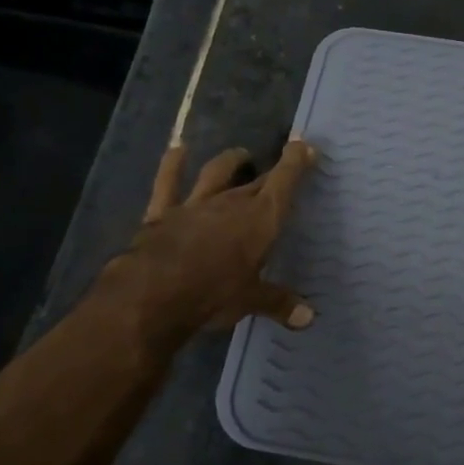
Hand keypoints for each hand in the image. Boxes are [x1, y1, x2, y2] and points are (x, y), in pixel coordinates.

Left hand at [100, 140, 316, 344]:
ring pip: (217, 173)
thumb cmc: (214, 295)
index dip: (295, 162)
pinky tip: (177, 149)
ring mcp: (195, 204)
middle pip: (256, 181)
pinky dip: (172, 164)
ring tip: (240, 154)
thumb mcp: (252, 301)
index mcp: (260, 220)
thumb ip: (279, 303)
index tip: (304, 146)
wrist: (154, 294)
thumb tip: (309, 318)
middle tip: (281, 167)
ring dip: (230, 161)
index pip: (284, 183)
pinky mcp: (163, 212)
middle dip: (271, 172)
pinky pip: (168, 182)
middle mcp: (231, 203)